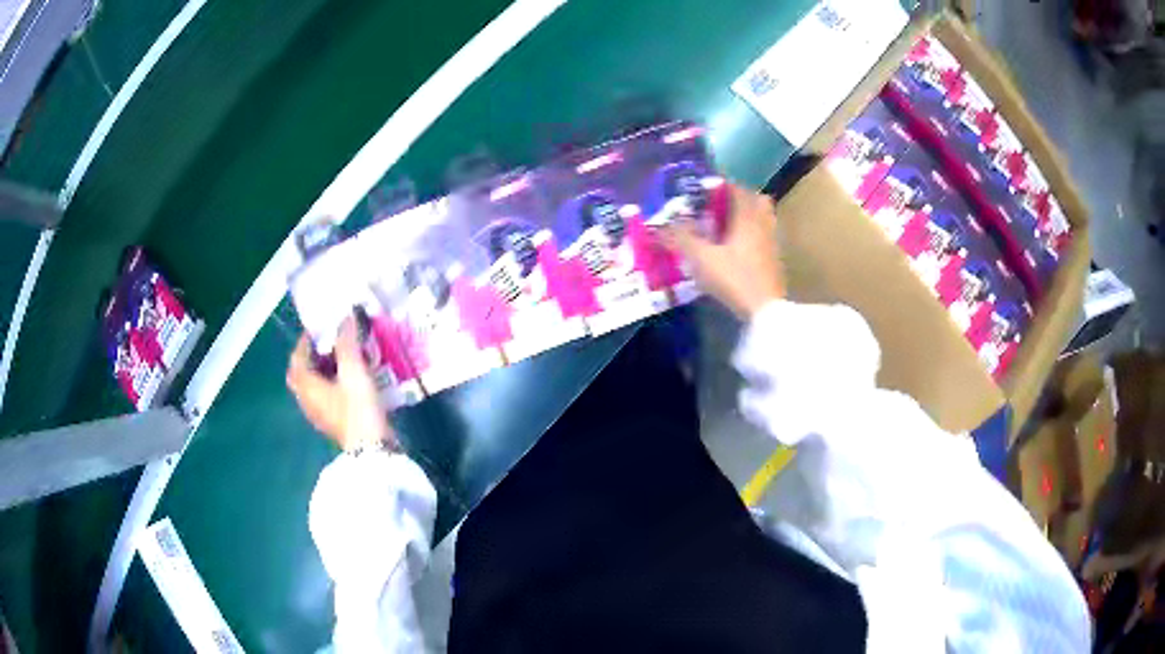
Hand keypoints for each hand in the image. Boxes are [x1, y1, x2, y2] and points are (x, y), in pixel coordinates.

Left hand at [287, 319, 394, 452]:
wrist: (372, 450)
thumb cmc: (357, 408)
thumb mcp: (354, 371)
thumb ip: (347, 342)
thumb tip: (345, 316)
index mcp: (305, 385)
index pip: (297, 357)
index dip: (307, 340)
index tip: (322, 327)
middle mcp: (306, 399)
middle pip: (303, 372)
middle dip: (315, 355)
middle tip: (332, 342)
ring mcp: (319, 413)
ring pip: (315, 385)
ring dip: (326, 369)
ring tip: (346, 357)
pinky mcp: (333, 422)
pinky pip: (327, 395)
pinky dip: (334, 383)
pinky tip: (352, 379)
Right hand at [660, 184, 785, 318]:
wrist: (765, 311)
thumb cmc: (734, 278)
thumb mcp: (701, 258)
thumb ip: (681, 239)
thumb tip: (660, 226)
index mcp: (748, 217)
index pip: (737, 189)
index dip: (720, 184)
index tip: (704, 187)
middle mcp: (763, 225)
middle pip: (756, 201)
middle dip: (738, 199)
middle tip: (718, 205)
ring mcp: (772, 244)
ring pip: (762, 220)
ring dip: (747, 217)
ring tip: (726, 226)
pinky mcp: (774, 262)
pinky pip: (763, 238)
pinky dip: (751, 236)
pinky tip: (735, 249)